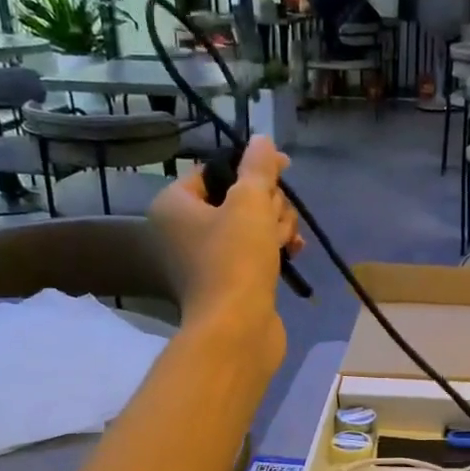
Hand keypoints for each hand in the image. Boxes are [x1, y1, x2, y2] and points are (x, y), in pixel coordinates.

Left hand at [149, 136, 302, 362]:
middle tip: (277, 219)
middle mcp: (183, 231)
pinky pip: (254, 253)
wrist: (237, 329)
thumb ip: (258, 167)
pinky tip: (294, 251)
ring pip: (249, 227)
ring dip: (275, 227)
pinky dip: (273, 249)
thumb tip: (262, 141)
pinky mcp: (228, 284)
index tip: (283, 169)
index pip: (215, 171)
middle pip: (235, 199)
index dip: (251, 168)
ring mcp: (205, 261)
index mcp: (175, 206)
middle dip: (267, 204)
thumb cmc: (235, 259)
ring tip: (287, 240)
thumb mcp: (250, 201)